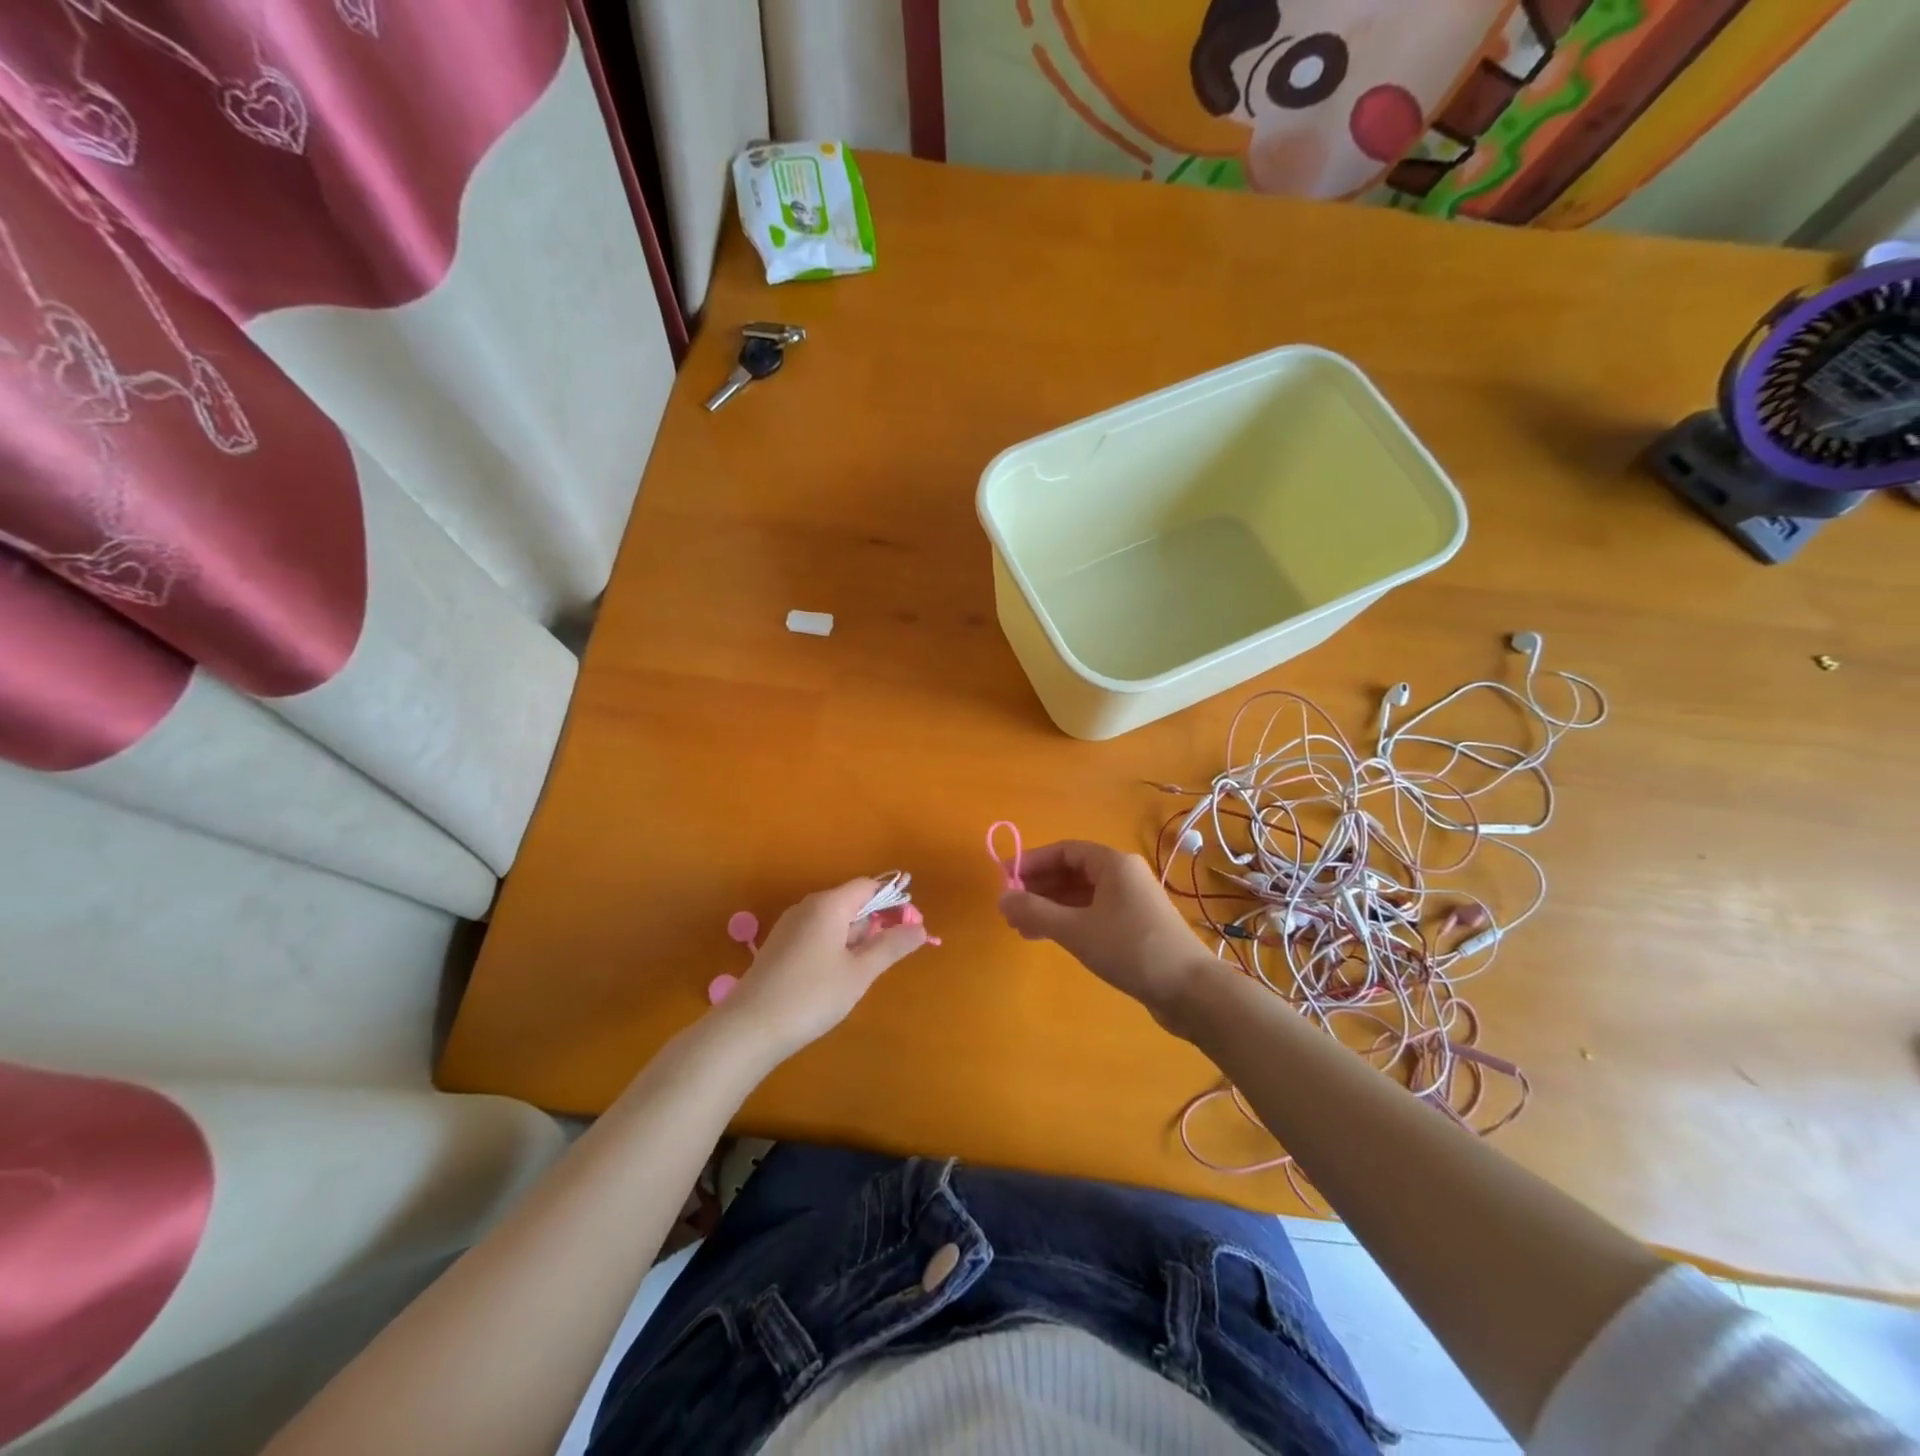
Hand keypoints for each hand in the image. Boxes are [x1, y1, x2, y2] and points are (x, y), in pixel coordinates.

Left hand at [717, 878, 927, 1057]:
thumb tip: (921, 928)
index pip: (868, 886)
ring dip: (854, 939)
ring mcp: (789, 926)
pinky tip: (835, 978)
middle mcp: (807, 907)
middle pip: (851, 902)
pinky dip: (834, 948)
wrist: (749, 1028)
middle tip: (887, 958)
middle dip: (874, 924)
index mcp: (829, 905)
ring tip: (862, 973)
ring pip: (833, 921)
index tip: (908, 928)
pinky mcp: (779, 947)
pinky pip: (817, 935)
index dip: (892, 901)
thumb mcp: (859, 973)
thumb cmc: (811, 996)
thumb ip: (891, 947)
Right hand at [997, 841, 1210, 1028]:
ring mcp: (1132, 902)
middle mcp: (1124, 875)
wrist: (1190, 990)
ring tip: (1022, 929)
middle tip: (1011, 910)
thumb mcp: (1076, 929)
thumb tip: (1000, 898)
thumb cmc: (1130, 949)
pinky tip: (1050, 939)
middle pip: (1072, 872)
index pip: (1064, 850)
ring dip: (1051, 908)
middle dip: (1039, 888)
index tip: (1005, 880)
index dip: (1032, 862)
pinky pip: (1093, 914)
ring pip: (1081, 895)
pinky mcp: (1135, 927)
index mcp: (1113, 864)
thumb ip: (1035, 911)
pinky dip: (1069, 922)